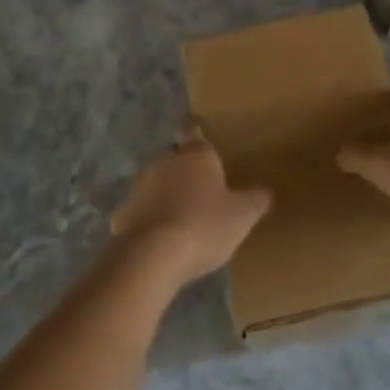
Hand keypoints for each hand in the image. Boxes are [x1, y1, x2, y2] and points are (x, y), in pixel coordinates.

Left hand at [111, 130, 271, 285]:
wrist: (152, 255)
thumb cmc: (204, 226)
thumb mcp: (242, 216)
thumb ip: (255, 201)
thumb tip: (265, 192)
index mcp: (197, 154)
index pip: (197, 135)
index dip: (201, 143)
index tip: (206, 152)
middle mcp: (166, 160)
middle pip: (176, 158)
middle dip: (185, 171)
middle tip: (201, 192)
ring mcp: (140, 185)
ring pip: (156, 183)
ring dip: (165, 194)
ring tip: (181, 218)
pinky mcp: (123, 212)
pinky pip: (140, 211)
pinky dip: (148, 220)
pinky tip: (159, 239)